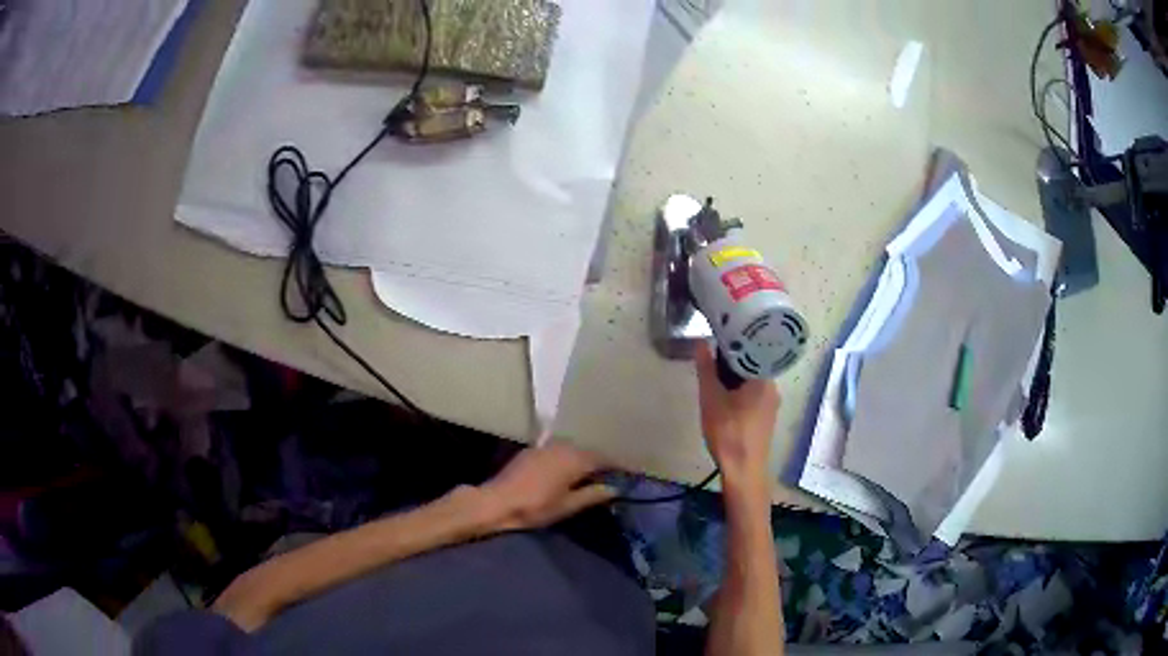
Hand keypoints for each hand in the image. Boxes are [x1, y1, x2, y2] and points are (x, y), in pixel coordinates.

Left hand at [480, 444, 615, 531]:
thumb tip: (616, 488)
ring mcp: (545, 446)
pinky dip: (567, 458)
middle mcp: (563, 446)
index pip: (604, 458)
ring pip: (573, 449)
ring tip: (592, 473)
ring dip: (583, 459)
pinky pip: (558, 450)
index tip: (630, 473)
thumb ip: (593, 495)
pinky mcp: (532, 451)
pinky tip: (567, 470)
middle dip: (601, 462)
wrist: (496, 502)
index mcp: (575, 459)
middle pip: (589, 451)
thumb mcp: (568, 506)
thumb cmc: (535, 507)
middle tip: (613, 474)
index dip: (618, 466)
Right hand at [695, 342, 780, 488]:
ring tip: (715, 376)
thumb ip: (706, 369)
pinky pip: (754, 395)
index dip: (736, 339)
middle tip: (712, 357)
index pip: (753, 347)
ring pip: (753, 380)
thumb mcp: (711, 397)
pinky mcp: (766, 418)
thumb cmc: (728, 432)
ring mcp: (771, 404)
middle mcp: (772, 387)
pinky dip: (740, 391)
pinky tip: (726, 398)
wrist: (743, 470)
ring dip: (735, 377)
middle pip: (753, 364)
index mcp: (764, 377)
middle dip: (732, 360)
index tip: (720, 334)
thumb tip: (701, 342)